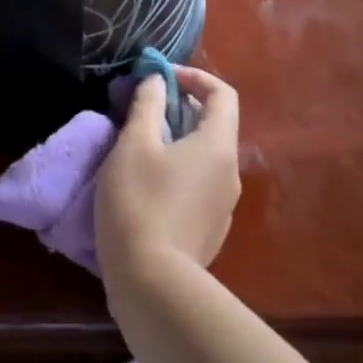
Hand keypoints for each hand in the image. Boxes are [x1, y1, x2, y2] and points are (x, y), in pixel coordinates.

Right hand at [95, 66, 240, 287]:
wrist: (152, 285)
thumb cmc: (140, 202)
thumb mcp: (133, 144)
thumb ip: (147, 105)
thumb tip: (157, 81)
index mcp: (217, 145)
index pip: (222, 94)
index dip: (193, 77)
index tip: (160, 78)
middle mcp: (229, 172)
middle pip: (213, 125)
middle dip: (179, 108)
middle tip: (141, 110)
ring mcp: (223, 206)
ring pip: (204, 156)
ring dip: (177, 140)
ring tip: (138, 146)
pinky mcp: (210, 231)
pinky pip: (199, 184)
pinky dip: (178, 170)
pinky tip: (147, 186)